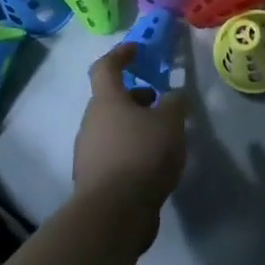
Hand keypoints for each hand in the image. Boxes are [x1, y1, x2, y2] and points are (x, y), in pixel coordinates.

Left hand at [73, 45, 187, 236]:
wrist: (113, 214)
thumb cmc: (142, 155)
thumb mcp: (171, 122)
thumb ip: (175, 103)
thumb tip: (173, 96)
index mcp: (106, 101)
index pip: (106, 67)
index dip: (121, 54)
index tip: (137, 50)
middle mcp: (91, 123)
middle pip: (111, 100)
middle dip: (136, 96)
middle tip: (161, 101)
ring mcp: (89, 153)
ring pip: (113, 128)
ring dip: (135, 125)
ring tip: (164, 136)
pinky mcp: (94, 180)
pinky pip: (114, 153)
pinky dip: (132, 150)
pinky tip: (154, 163)